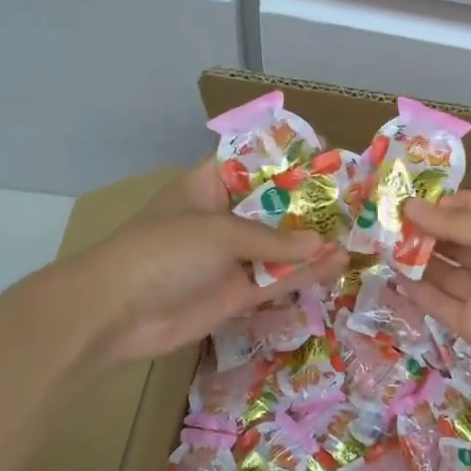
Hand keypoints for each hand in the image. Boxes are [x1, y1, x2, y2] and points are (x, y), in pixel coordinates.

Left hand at [71, 161, 347, 364]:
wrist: (114, 315)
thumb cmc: (162, 252)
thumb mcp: (219, 232)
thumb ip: (273, 240)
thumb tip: (322, 244)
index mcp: (208, 187)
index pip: (253, 163)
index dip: (288, 159)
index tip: (328, 155)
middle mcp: (222, 219)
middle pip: (273, 207)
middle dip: (310, 206)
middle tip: (355, 201)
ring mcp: (229, 259)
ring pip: (280, 247)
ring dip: (313, 244)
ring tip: (356, 235)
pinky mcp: (235, 294)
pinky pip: (275, 281)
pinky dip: (303, 275)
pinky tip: (335, 266)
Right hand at [401, 193, 470, 409]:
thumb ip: (458, 225)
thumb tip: (410, 206)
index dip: (448, 204)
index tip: (414, 199)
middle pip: (456, 240)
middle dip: (425, 229)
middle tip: (387, 220)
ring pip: (443, 270)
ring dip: (415, 256)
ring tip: (380, 243)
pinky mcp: (469, 325)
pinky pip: (438, 302)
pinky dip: (415, 290)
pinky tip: (391, 275)